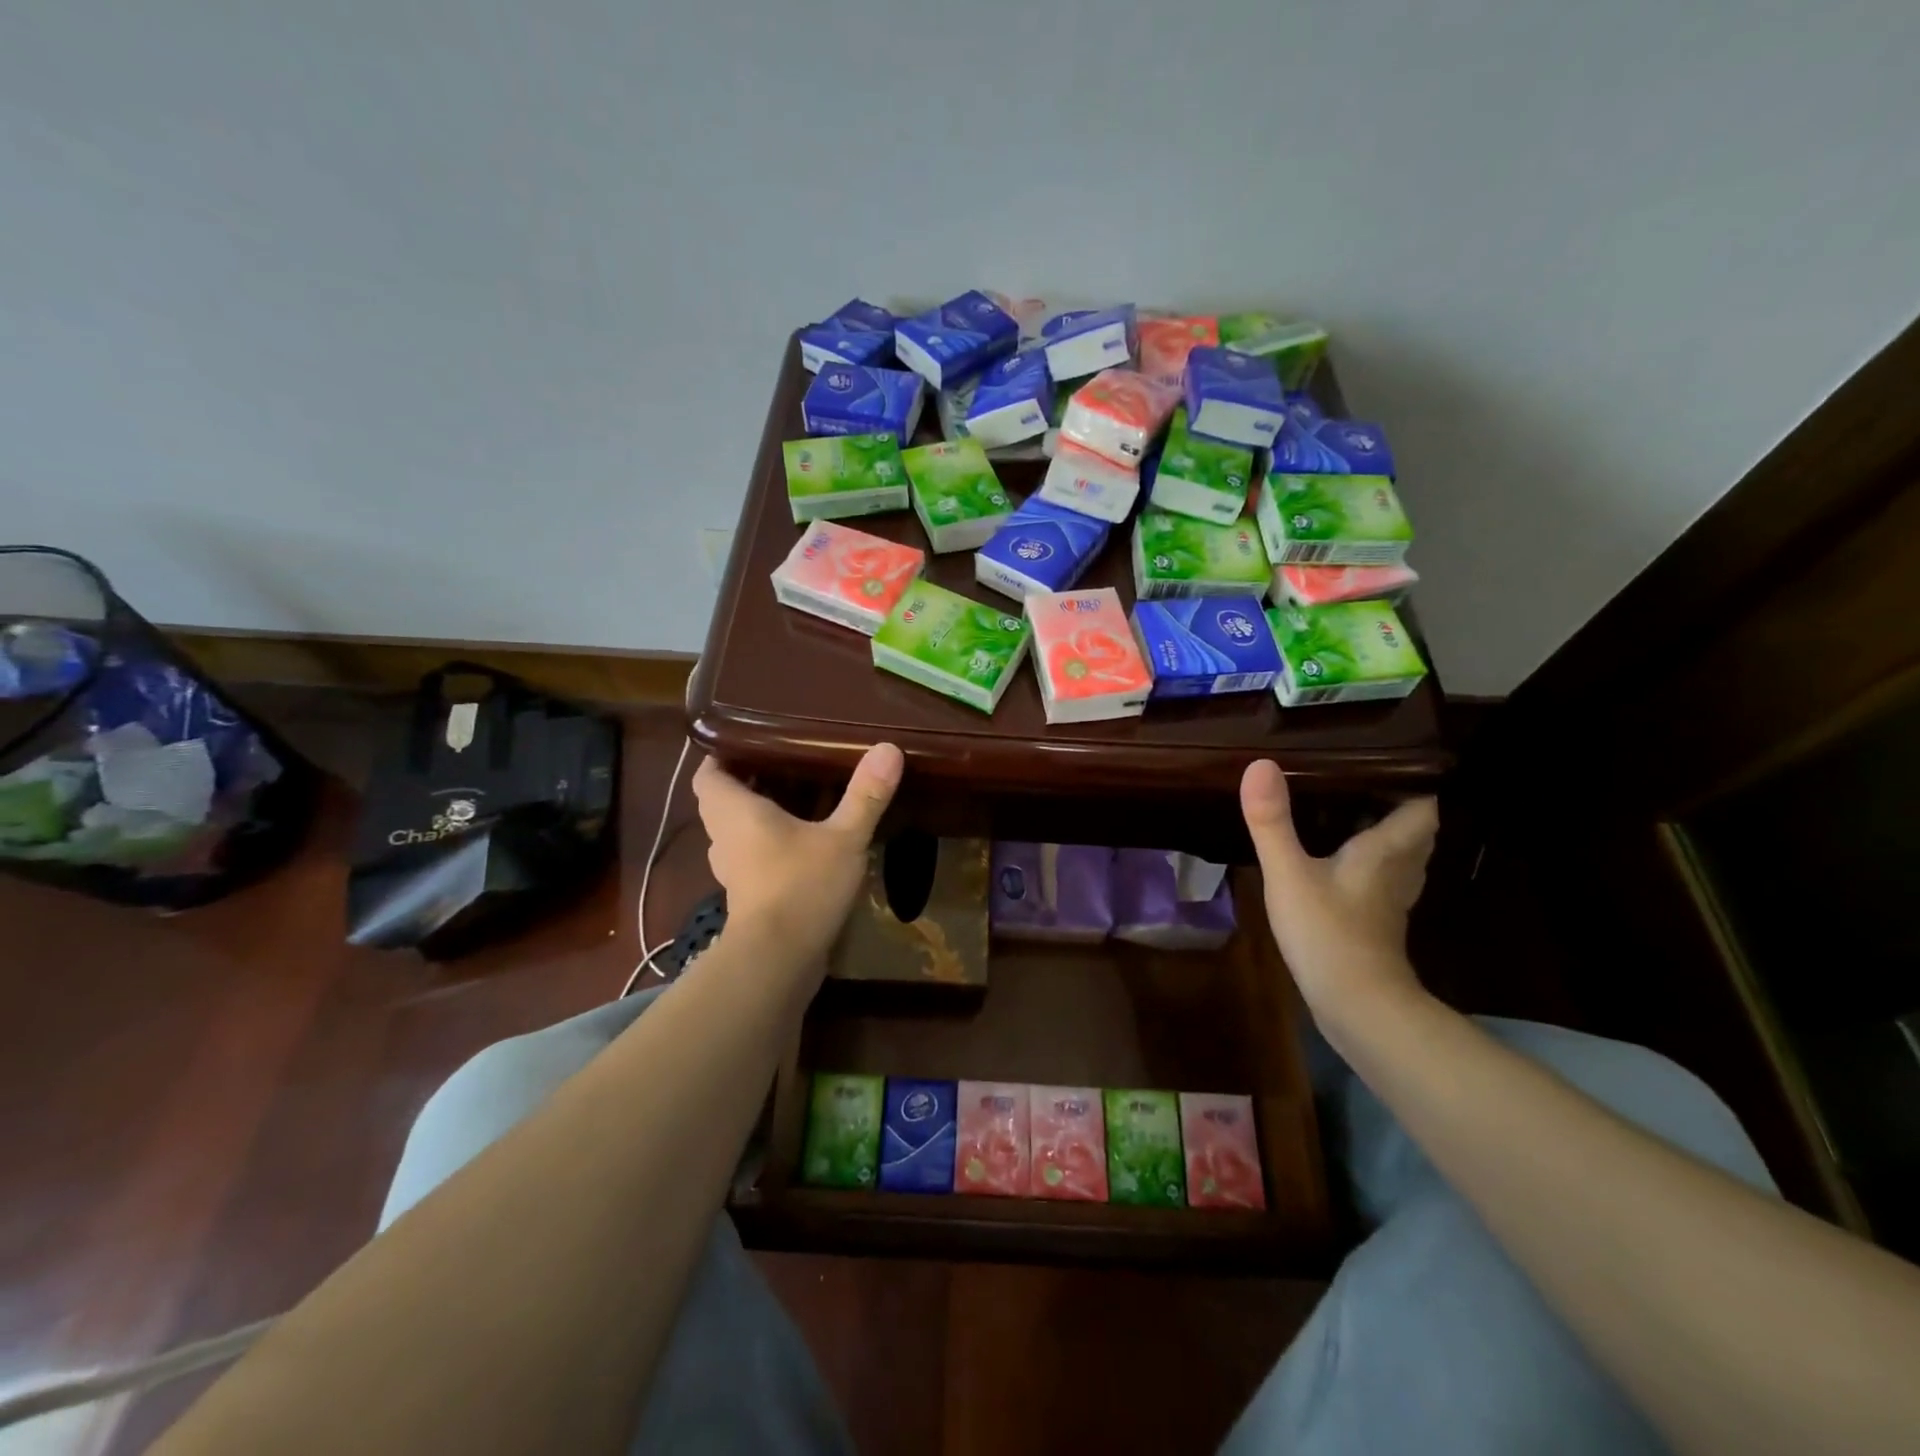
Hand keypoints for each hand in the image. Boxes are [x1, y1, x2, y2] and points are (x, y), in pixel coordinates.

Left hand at [691, 743, 902, 956]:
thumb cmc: (801, 886)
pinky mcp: (748, 898)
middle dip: (747, 783)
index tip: (749, 743)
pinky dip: (768, 848)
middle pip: (721, 801)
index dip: (721, 756)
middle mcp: (724, 838)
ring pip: (735, 833)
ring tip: (796, 801)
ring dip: (757, 817)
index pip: (708, 774)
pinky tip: (802, 846)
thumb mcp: (844, 837)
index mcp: (735, 812)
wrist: (778, 960)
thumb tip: (889, 748)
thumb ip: (866, 795)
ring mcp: (733, 872)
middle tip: (785, 766)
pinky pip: (751, 859)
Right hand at [1240, 760, 1437, 1024]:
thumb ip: (1272, 821)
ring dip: (1385, 836)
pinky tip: (1339, 863)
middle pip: (1415, 831)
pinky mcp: (1377, 925)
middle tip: (1358, 781)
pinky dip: (1370, 865)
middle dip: (1396, 805)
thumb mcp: (1289, 873)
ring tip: (1348, 813)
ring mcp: (1390, 902)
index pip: (1422, 806)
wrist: (1358, 1007)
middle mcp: (1398, 871)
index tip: (1385, 758)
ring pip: (1401, 858)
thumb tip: (1260, 764)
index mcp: (1386, 850)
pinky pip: (1382, 881)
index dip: (1413, 781)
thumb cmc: (1328, 933)